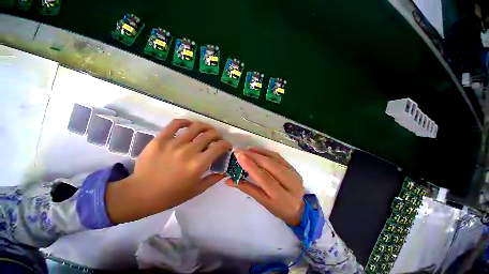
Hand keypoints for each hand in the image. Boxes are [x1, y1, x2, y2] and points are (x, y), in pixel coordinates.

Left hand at [106, 119, 231, 222]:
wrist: (141, 193)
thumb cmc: (171, 195)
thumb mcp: (196, 190)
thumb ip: (213, 179)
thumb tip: (224, 171)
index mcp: (198, 164)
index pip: (219, 147)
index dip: (226, 144)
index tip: (227, 146)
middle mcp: (189, 151)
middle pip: (210, 134)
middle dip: (218, 135)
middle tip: (217, 138)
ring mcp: (174, 143)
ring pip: (196, 127)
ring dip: (206, 127)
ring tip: (207, 130)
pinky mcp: (161, 139)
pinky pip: (176, 124)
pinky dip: (185, 121)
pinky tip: (190, 124)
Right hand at [225, 147, 304, 225]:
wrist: (299, 208)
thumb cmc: (278, 208)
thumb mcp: (262, 201)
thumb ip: (246, 188)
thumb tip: (229, 180)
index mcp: (281, 197)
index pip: (264, 178)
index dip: (251, 166)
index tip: (239, 156)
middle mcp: (291, 183)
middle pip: (270, 165)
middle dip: (253, 156)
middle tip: (239, 151)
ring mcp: (294, 173)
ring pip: (274, 158)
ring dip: (259, 152)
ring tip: (246, 150)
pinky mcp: (293, 167)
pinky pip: (278, 156)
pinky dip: (266, 152)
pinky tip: (256, 150)